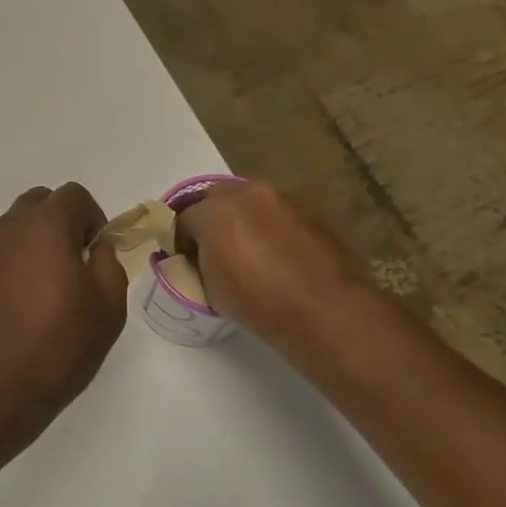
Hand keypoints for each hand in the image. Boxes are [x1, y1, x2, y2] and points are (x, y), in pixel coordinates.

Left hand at [0, 183, 129, 464]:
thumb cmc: (61, 344)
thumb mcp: (108, 305)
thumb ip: (109, 262)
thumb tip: (98, 247)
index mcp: (45, 225)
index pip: (73, 195)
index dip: (93, 218)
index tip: (97, 252)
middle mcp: (9, 228)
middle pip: (40, 203)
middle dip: (62, 222)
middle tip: (76, 263)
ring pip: (15, 228)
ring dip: (36, 242)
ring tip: (48, 286)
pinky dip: (14, 263)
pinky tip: (22, 303)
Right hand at [176, 181, 369, 332]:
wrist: (327, 312)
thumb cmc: (258, 304)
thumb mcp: (211, 288)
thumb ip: (199, 262)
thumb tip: (202, 257)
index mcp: (214, 211)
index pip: (182, 219)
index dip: (179, 240)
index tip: (182, 260)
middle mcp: (247, 194)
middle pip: (215, 199)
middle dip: (208, 219)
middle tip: (209, 250)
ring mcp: (282, 200)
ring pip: (249, 203)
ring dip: (240, 220)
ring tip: (244, 253)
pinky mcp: (310, 212)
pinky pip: (276, 215)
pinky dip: (268, 228)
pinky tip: (273, 256)